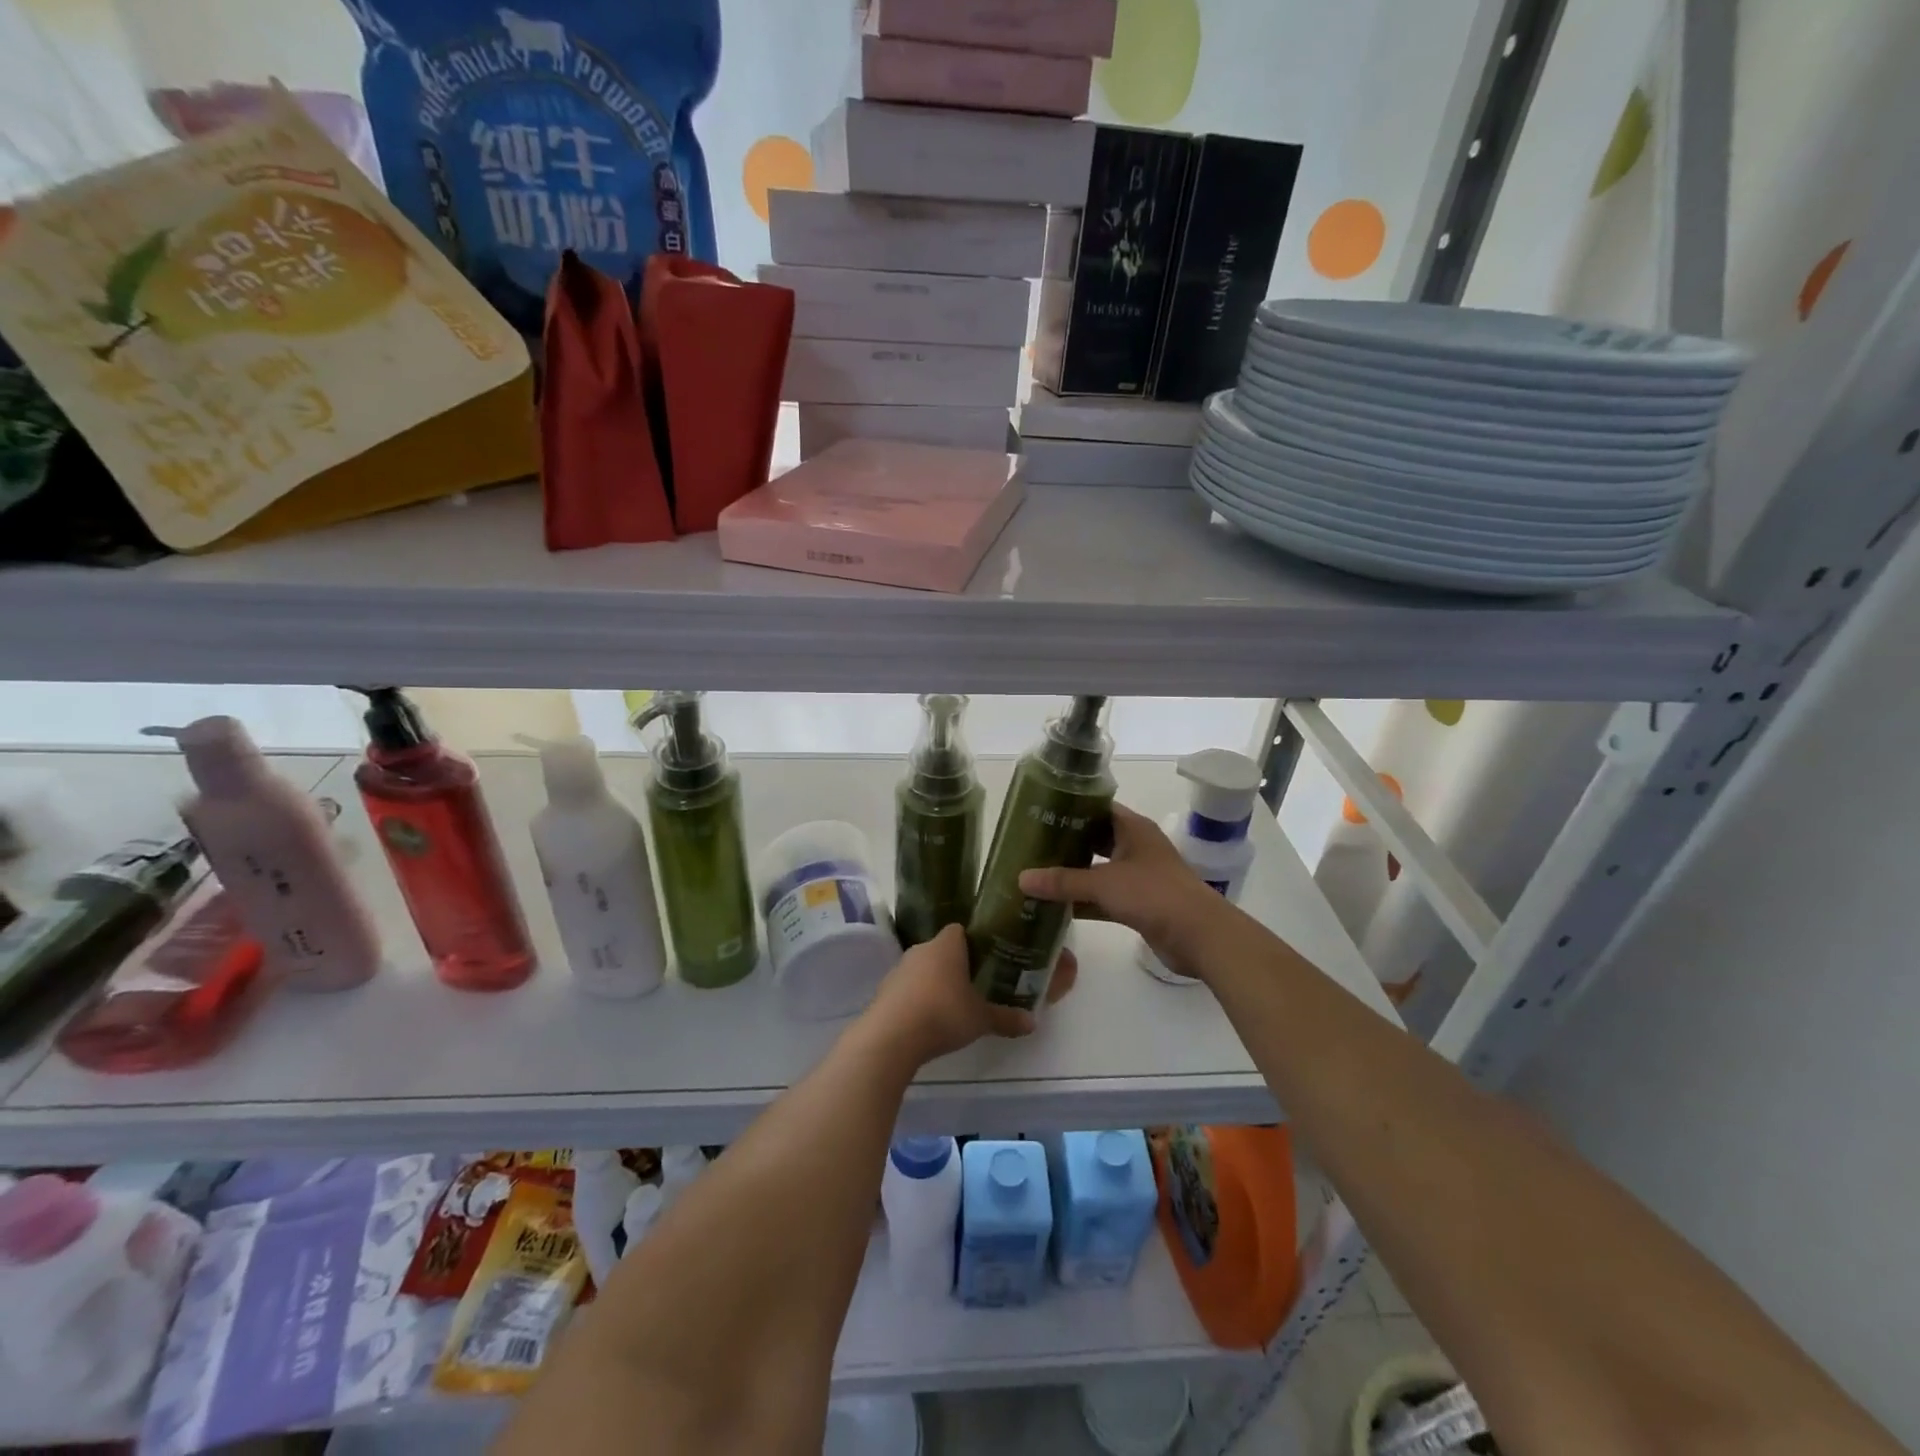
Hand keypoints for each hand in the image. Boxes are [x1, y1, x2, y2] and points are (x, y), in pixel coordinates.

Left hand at [864, 924, 1079, 1064]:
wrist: (891, 1036)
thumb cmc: (943, 1014)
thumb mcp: (981, 1019)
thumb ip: (1006, 1018)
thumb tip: (1033, 1022)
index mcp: (947, 945)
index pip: (960, 930)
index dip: (973, 942)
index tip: (986, 958)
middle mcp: (921, 949)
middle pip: (941, 950)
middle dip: (955, 965)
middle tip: (974, 984)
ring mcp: (899, 969)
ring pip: (922, 969)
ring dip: (934, 982)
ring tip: (952, 1004)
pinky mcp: (884, 991)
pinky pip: (906, 988)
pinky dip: (916, 999)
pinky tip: (927, 1020)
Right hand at [1019, 803, 1223, 980]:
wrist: (1199, 936)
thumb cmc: (1154, 894)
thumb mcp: (1104, 883)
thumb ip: (1062, 881)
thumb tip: (1021, 879)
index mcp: (1133, 829)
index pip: (1097, 808)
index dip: (1070, 808)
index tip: (1039, 813)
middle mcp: (1136, 847)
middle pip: (1095, 839)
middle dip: (1066, 844)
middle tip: (1030, 846)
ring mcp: (1138, 877)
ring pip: (1098, 871)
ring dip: (1072, 876)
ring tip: (1035, 875)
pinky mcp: (1139, 905)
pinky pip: (1103, 898)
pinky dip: (1083, 902)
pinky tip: (1055, 907)